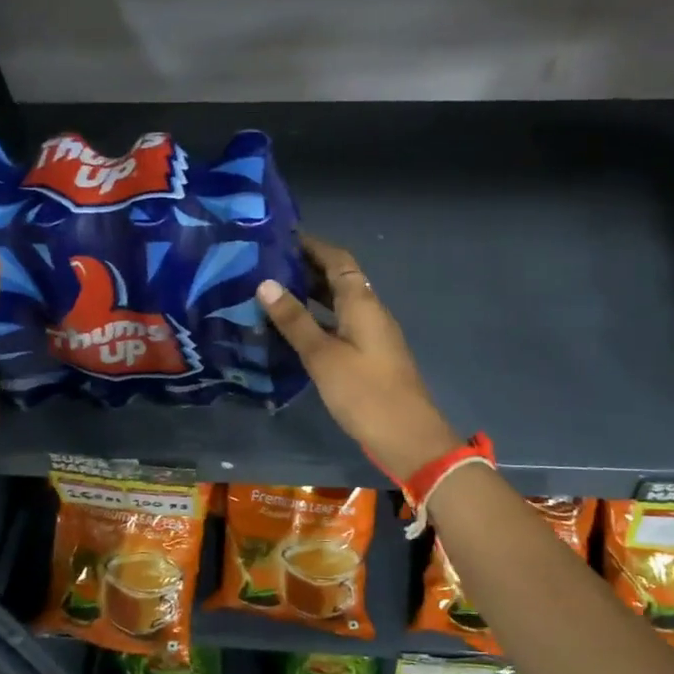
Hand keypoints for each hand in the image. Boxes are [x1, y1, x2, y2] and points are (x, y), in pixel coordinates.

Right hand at [257, 234, 460, 479]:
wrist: (408, 437)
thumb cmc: (364, 392)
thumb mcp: (323, 355)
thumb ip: (295, 320)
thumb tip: (265, 283)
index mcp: (362, 302)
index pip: (337, 259)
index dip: (311, 245)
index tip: (279, 237)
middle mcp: (370, 310)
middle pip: (338, 278)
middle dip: (306, 268)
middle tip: (265, 264)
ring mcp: (372, 334)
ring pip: (338, 303)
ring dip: (310, 294)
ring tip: (271, 292)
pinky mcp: (369, 356)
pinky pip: (340, 324)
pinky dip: (318, 319)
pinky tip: (293, 331)